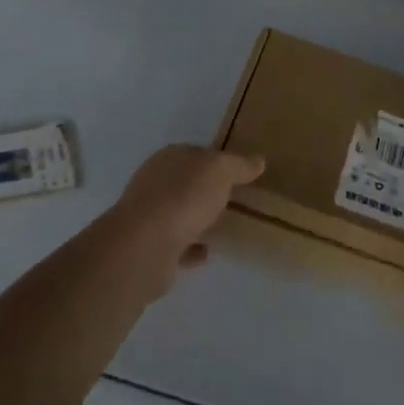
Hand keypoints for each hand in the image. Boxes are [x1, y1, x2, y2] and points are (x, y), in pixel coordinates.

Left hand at [106, 144, 264, 289]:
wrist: (145, 247)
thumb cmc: (183, 197)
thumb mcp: (219, 171)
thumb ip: (238, 165)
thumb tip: (258, 161)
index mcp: (168, 158)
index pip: (195, 153)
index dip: (216, 160)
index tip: (238, 171)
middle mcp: (154, 183)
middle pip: (185, 183)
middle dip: (205, 189)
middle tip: (234, 198)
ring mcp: (150, 217)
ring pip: (179, 213)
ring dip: (197, 218)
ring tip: (224, 225)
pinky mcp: (151, 249)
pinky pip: (177, 245)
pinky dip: (191, 247)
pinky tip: (209, 251)